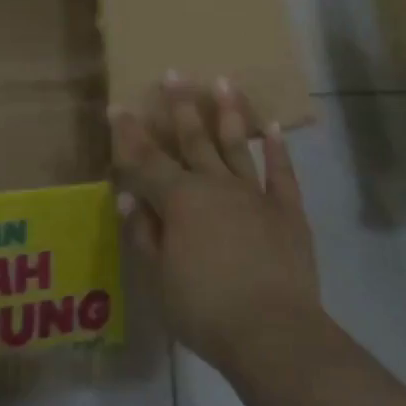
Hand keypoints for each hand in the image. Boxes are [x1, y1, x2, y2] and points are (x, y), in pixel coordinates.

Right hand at [109, 75, 321, 383]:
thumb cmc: (205, 309)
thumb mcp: (159, 278)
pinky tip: (273, 126)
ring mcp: (254, 194)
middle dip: (181, 106)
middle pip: (194, 139)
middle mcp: (215, 185)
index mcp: (180, 200)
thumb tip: (127, 198)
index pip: (146, 160)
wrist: (272, 332)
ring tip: (223, 81)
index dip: (129, 135)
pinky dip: (277, 148)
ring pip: (237, 145)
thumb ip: (144, 234)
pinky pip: (282, 172)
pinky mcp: (287, 209)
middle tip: (174, 73)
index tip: (118, 107)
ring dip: (228, 113)